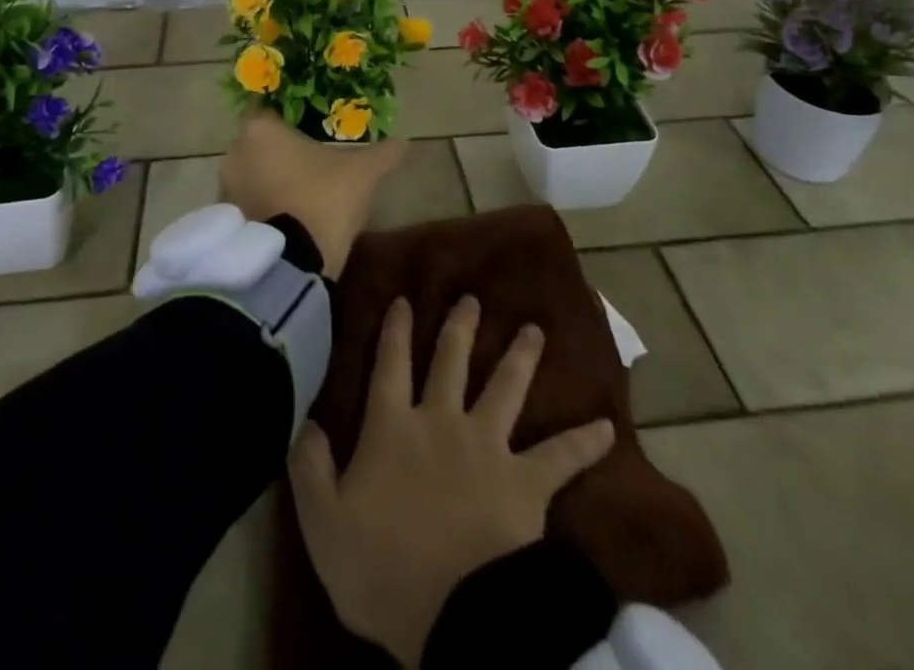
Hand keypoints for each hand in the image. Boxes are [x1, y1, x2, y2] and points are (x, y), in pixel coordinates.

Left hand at [217, 110, 406, 277]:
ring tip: (301, 188)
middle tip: (311, 155)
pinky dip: (263, 203)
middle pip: (259, 141)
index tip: (310, 122)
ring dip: (270, 177)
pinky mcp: (227, 222)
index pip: (269, 106)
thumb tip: (405, 142)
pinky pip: (246, 201)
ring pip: (251, 172)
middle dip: (281, 147)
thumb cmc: (323, 200)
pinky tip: (288, 214)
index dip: (290, 113)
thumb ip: (384, 153)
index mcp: (261, 129)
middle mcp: (234, 153)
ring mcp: (225, 189)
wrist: (290, 266)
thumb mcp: (364, 173)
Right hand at [290, 297, 616, 666]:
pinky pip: (560, 457)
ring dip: (521, 357)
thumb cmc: (383, 568)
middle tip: (472, 298)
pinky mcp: (526, 482)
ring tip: (535, 330)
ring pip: (506, 388)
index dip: (395, 330)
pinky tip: (607, 427)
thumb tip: (306, 420)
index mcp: (394, 428)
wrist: (456, 616)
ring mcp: (489, 446)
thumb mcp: (324, 523)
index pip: (390, 365)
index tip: (402, 298)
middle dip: (460, 327)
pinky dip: (584, 443)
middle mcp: (442, 421)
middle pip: (450, 361)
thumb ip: (311, 468)